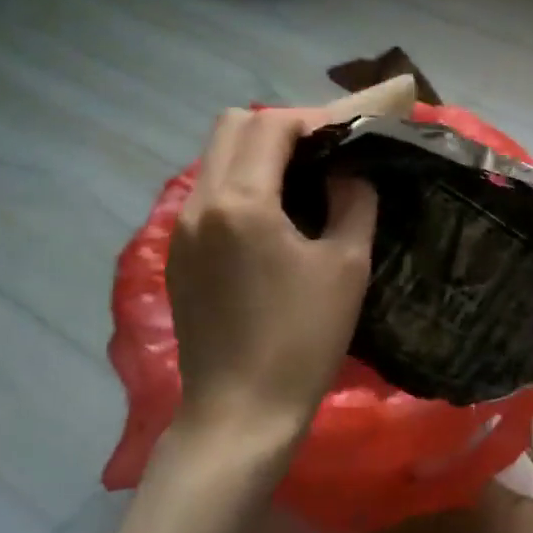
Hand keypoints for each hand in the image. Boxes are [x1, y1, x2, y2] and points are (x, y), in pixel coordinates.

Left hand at [166, 106, 378, 443]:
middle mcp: (199, 204)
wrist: (241, 412)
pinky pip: (208, 194)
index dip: (313, 119)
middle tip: (323, 152)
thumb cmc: (303, 339)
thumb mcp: (347, 266)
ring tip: (303, 181)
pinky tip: (274, 219)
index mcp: (241, 203)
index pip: (271, 125)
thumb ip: (354, 202)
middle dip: (279, 127)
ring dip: (257, 154)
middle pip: (230, 127)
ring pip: (214, 159)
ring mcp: (181, 230)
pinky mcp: (178, 256)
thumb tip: (349, 172)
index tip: (348, 134)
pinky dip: (240, 184)